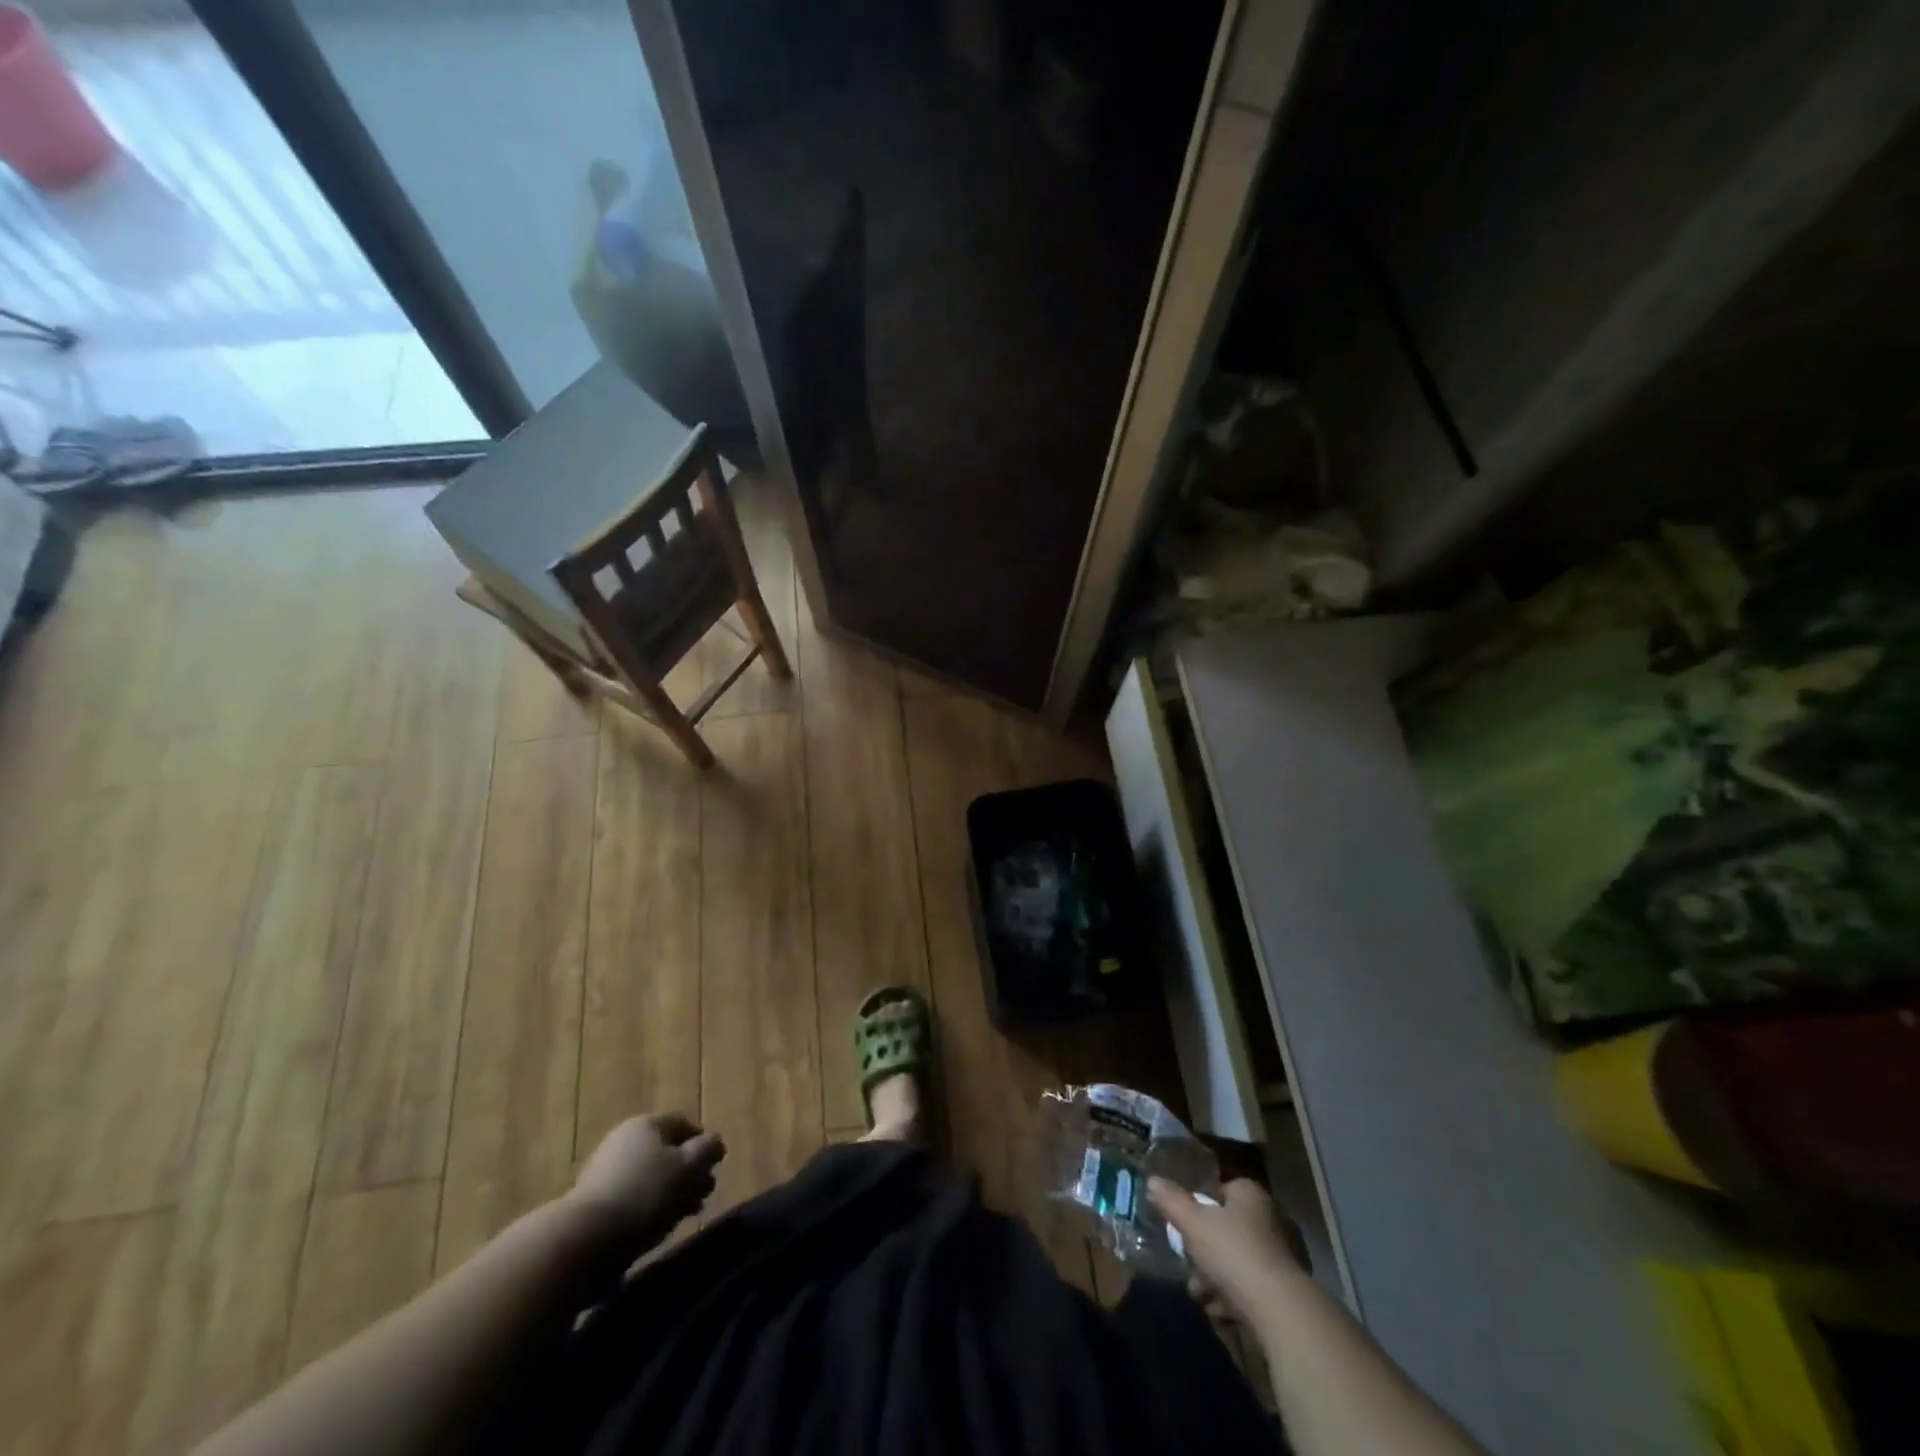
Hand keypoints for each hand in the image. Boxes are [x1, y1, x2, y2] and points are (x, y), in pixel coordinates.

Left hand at [567, 1114, 724, 1253]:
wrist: (584, 1239)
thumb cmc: (645, 1193)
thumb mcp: (688, 1167)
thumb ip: (708, 1150)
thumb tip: (715, 1143)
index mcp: (648, 1124)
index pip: (685, 1125)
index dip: (704, 1144)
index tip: (716, 1168)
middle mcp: (625, 1139)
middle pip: (667, 1151)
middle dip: (689, 1172)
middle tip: (704, 1194)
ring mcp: (605, 1169)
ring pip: (650, 1176)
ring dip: (671, 1192)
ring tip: (685, 1215)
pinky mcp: (594, 1201)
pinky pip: (632, 1197)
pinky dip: (649, 1207)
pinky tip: (657, 1227)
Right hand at [1149, 1177, 1301, 1323]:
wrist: (1281, 1311)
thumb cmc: (1234, 1253)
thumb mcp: (1192, 1223)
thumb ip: (1171, 1201)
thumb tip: (1152, 1181)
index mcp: (1250, 1195)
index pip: (1221, 1191)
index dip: (1200, 1207)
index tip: (1184, 1227)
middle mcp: (1270, 1219)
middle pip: (1227, 1230)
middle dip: (1204, 1252)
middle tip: (1189, 1268)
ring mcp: (1282, 1256)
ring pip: (1237, 1261)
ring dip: (1216, 1279)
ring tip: (1201, 1295)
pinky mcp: (1287, 1291)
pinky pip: (1252, 1288)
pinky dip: (1235, 1298)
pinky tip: (1221, 1312)